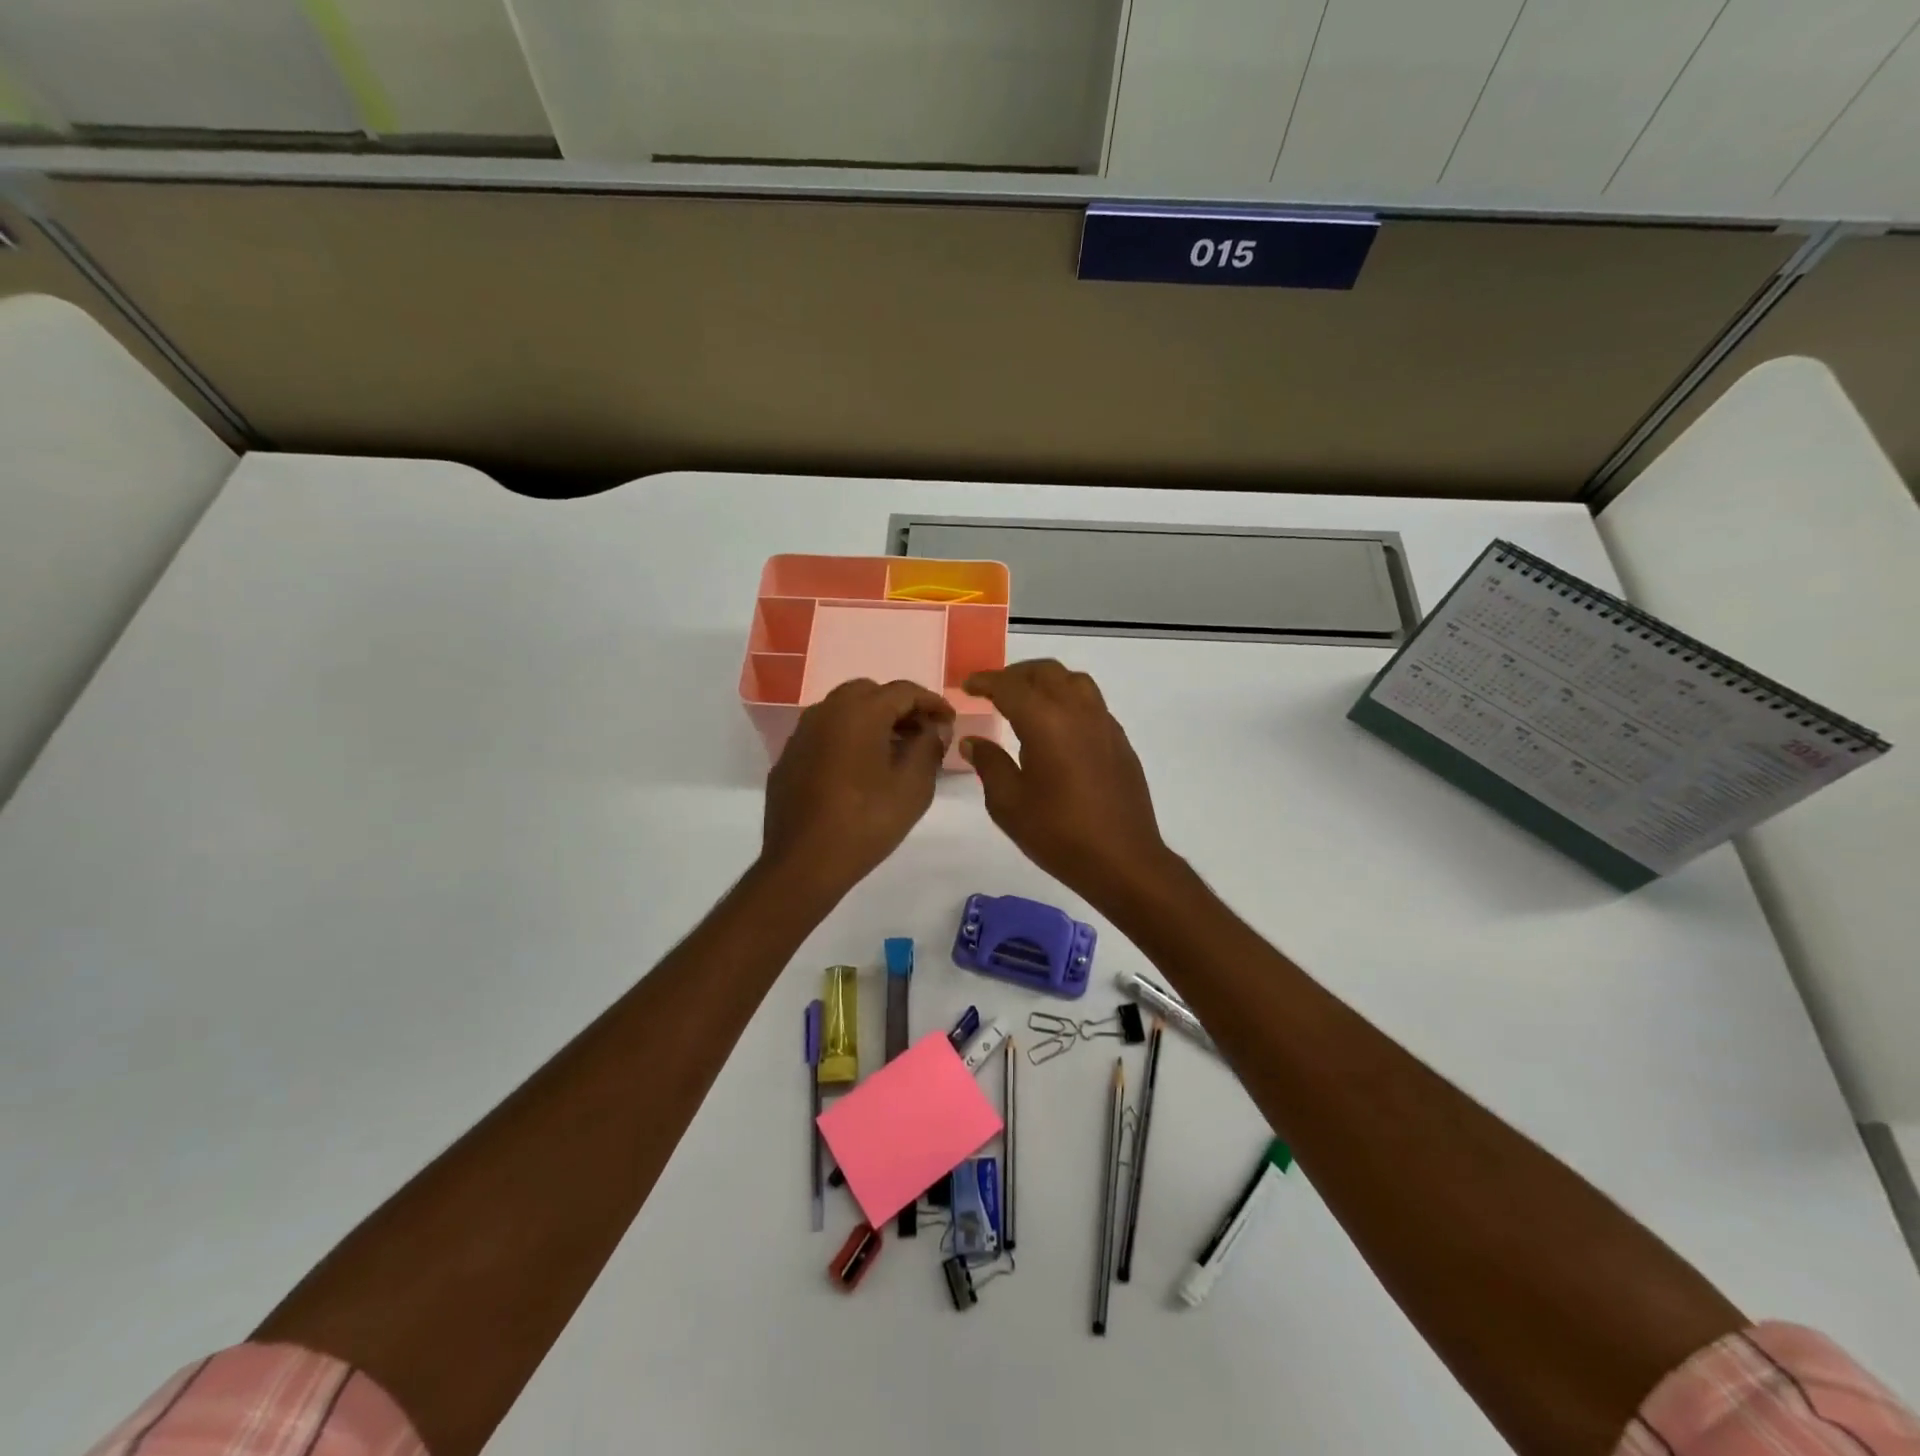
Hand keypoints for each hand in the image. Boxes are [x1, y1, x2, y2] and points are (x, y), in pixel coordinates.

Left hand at [761, 679, 955, 901]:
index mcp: (859, 712)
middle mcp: (826, 712)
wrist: (803, 863)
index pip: (903, 690)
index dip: (932, 702)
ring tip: (895, 750)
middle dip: (899, 707)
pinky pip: (824, 734)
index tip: (949, 722)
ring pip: (843, 711)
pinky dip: (847, 738)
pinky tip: (860, 769)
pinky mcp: (789, 758)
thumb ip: (929, 747)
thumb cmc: (866, 822)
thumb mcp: (913, 786)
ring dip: (872, 720)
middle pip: (869, 693)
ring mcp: (801, 734)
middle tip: (922, 733)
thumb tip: (935, 728)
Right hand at [960, 660, 1174, 906]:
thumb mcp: (1008, 804)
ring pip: (1074, 681)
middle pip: (1045, 672)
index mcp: (1045, 722)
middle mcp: (1077, 711)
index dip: (985, 681)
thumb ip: (989, 764)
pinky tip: (1058, 728)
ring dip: (1046, 681)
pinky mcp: (1120, 741)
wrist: (1123, 860)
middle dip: (1016, 675)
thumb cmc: (1058, 834)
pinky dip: (1068, 700)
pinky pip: (1091, 703)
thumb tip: (973, 742)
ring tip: (1027, 701)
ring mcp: (1104, 724)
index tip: (968, 685)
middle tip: (994, 690)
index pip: (1010, 686)